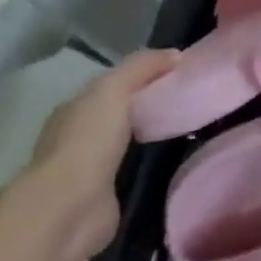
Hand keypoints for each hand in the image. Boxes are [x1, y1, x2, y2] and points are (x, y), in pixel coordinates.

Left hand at [25, 49, 180, 260]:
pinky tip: (175, 162)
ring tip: (189, 131)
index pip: (110, 88)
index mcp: (74, 111)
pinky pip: (134, 173)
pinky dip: (150, 167)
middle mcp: (77, 139)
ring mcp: (89, 172)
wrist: (71, 207)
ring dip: (151, 140)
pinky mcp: (106, 198)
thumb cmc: (88, 140)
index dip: (141, 78)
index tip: (179, 75)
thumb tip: (176, 54)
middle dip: (148, 109)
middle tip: (189, 102)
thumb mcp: (114, 89)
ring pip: (127, 146)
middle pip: (119, 116)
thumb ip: (141, 67)